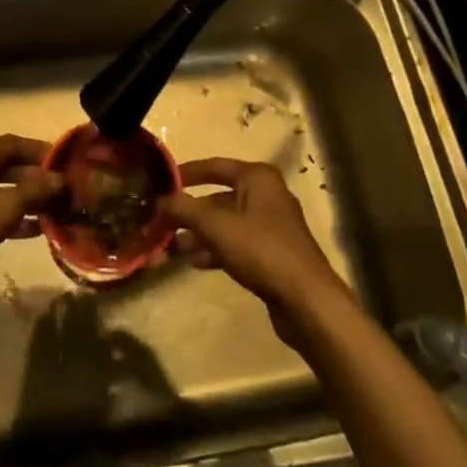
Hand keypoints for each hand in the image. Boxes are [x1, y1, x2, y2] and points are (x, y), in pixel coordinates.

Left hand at [0, 135, 62, 277]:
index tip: (68, 164)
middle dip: (39, 178)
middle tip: (66, 191)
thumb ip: (36, 190)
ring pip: (4, 190)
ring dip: (29, 200)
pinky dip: (14, 217)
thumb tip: (60, 179)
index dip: (43, 151)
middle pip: (11, 166)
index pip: (18, 143)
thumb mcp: (6, 204)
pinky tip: (36, 230)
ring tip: (58, 211)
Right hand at [160, 158, 348, 334]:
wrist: (306, 300)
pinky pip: (235, 243)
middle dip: (189, 211)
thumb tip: (159, 200)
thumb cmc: (261, 250)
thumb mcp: (217, 226)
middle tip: (161, 222)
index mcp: (257, 178)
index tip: (160, 182)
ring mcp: (270, 226)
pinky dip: (214, 249)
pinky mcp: (270, 253)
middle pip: (218, 197)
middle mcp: (265, 195)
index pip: (214, 166)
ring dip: (198, 233)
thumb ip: (185, 209)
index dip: (186, 173)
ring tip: (171, 246)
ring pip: (225, 223)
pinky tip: (194, 261)